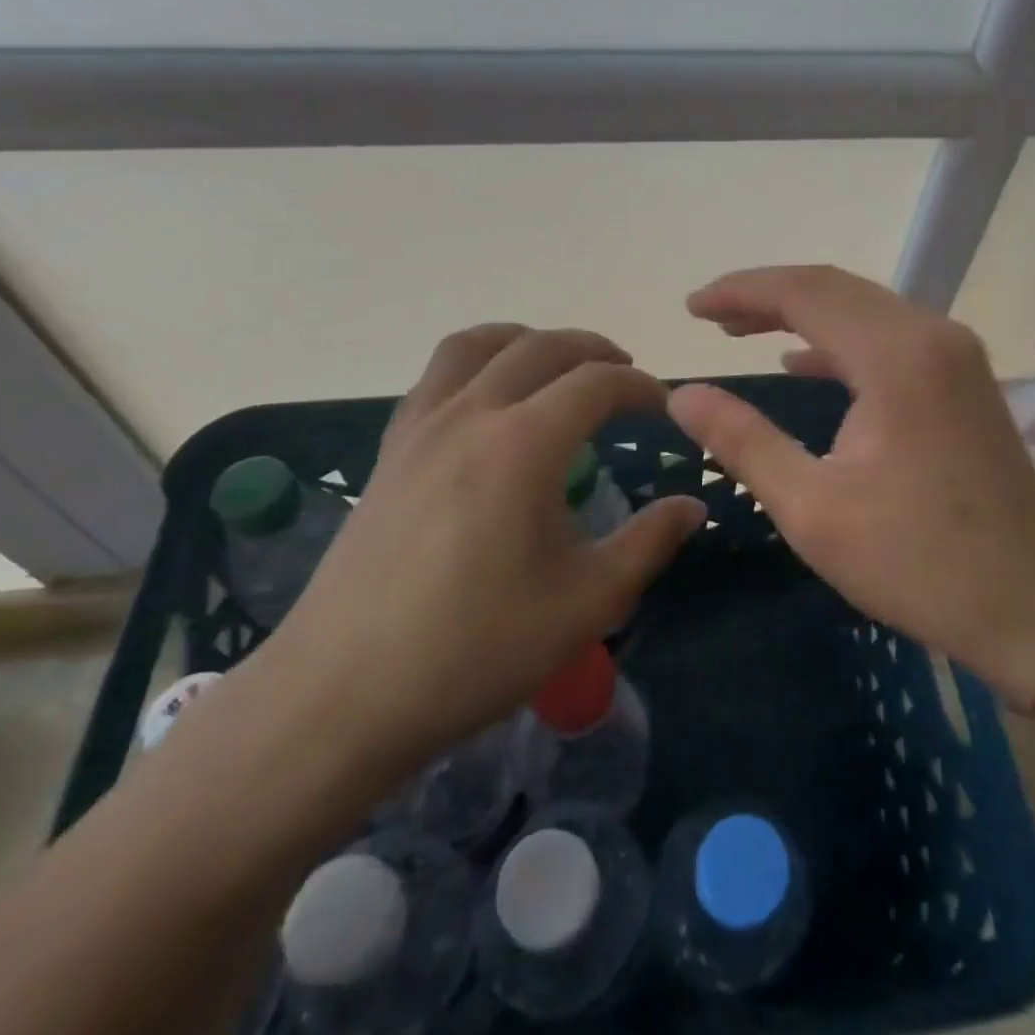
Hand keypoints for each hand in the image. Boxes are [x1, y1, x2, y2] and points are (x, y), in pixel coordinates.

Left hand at [256, 325, 705, 789]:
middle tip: (626, 378)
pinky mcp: (390, 451)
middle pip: (541, 347)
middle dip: (594, 351)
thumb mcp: (587, 603)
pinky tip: (490, 404)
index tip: (665, 407)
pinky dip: (478, 363)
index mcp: (523, 444)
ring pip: (477, 345)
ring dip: (529, 340)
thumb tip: (692, 507)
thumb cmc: (475, 649)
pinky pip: (437, 376)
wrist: (343, 694)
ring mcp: (421, 428)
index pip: (596, 383)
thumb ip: (648, 543)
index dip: (640, 386)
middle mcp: (471, 415)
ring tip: (558, 366)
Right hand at [667, 266, 1034, 711]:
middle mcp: (932, 334)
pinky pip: (888, 338)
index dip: (741, 290)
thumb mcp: (813, 508)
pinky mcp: (964, 379)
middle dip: (767, 295)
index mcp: (897, 355)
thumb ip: (743, 441)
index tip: (691, 307)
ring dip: (802, 314)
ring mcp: (955, 354)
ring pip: (864, 310)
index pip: (805, 291)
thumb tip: (683, 396)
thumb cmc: (919, 561)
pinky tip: (804, 361)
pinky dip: (838, 341)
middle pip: (836, 289)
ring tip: (742, 329)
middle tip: (710, 316)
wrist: (1034, 605)